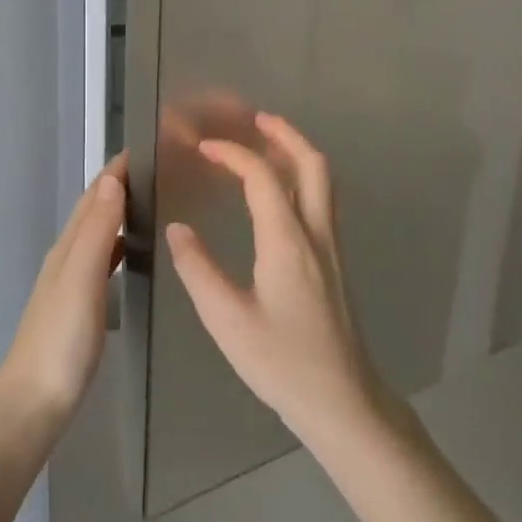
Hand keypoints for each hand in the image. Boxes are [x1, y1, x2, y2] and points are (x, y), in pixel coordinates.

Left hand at [0, 154, 126, 422]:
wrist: (33, 403)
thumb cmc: (60, 340)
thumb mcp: (81, 281)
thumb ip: (95, 232)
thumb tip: (110, 180)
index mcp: (67, 248)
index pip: (92, 196)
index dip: (115, 170)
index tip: (145, 146)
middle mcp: (66, 258)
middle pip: (93, 211)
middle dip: (119, 185)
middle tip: (158, 168)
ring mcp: (71, 284)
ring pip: (97, 235)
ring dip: (119, 213)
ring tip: (152, 201)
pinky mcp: (79, 308)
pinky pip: (102, 261)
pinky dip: (117, 245)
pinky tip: (132, 253)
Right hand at [164, 114, 381, 442]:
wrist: (344, 402)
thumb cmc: (283, 363)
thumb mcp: (227, 320)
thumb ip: (199, 270)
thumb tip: (178, 230)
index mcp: (287, 242)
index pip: (262, 177)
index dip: (233, 153)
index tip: (203, 147)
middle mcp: (316, 234)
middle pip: (312, 164)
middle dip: (284, 134)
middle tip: (254, 119)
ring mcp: (332, 248)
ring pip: (323, 182)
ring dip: (296, 153)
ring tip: (264, 145)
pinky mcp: (334, 264)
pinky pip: (321, 202)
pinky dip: (301, 180)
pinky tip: (278, 195)